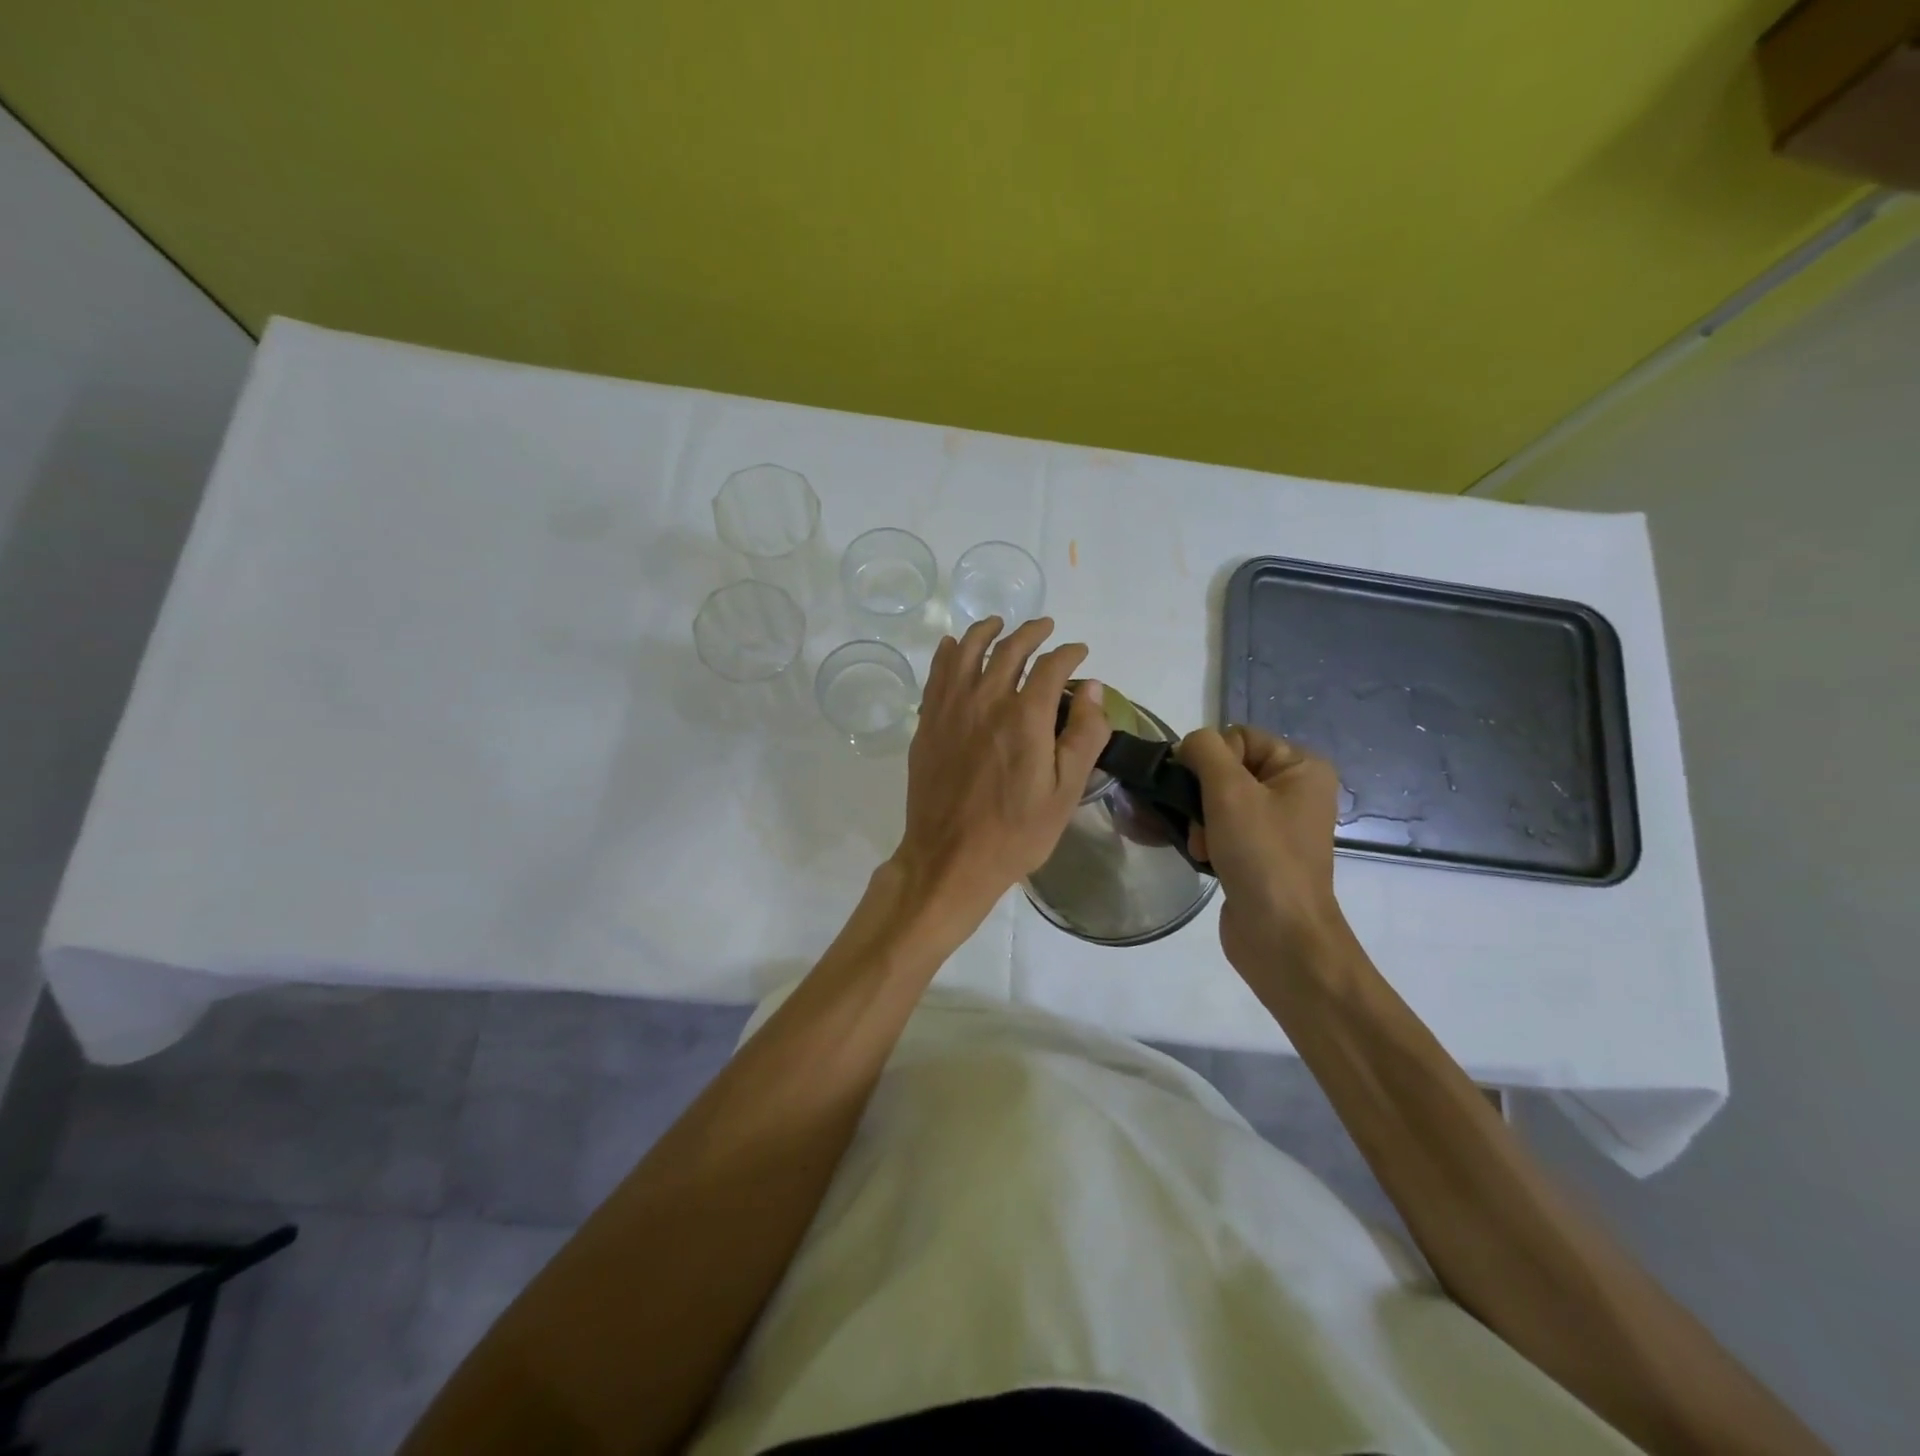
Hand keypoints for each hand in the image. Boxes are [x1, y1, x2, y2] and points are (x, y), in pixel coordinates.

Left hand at [892, 616, 1110, 929]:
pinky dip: (948, 652)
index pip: (1052, 666)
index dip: (1069, 653)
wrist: (949, 858)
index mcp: (1025, 716)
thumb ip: (1083, 735)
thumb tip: (1093, 687)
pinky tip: (954, 646)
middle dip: (1032, 632)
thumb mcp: (1065, 792)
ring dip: (987, 631)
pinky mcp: (927, 723)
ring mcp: (950, 708)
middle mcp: (986, 700)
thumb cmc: (1016, 832)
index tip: (1079, 652)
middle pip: (1010, 648)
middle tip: (1045, 628)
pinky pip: (937, 673)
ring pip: (967, 651)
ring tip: (999, 623)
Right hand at [1178, 725, 1347, 972]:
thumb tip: (1188, 746)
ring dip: (1199, 821)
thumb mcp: (1229, 791)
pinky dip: (1206, 839)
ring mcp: (1278, 824)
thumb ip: (1204, 751)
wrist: (1281, 936)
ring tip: (1201, 847)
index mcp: (1302, 767)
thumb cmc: (1261, 855)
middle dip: (1201, 796)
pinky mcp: (1260, 852)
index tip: (1202, 793)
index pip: (1238, 737)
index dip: (1211, 761)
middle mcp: (1295, 790)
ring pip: (1217, 800)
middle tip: (1201, 826)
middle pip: (1225, 769)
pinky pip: (1222, 828)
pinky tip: (1202, 857)